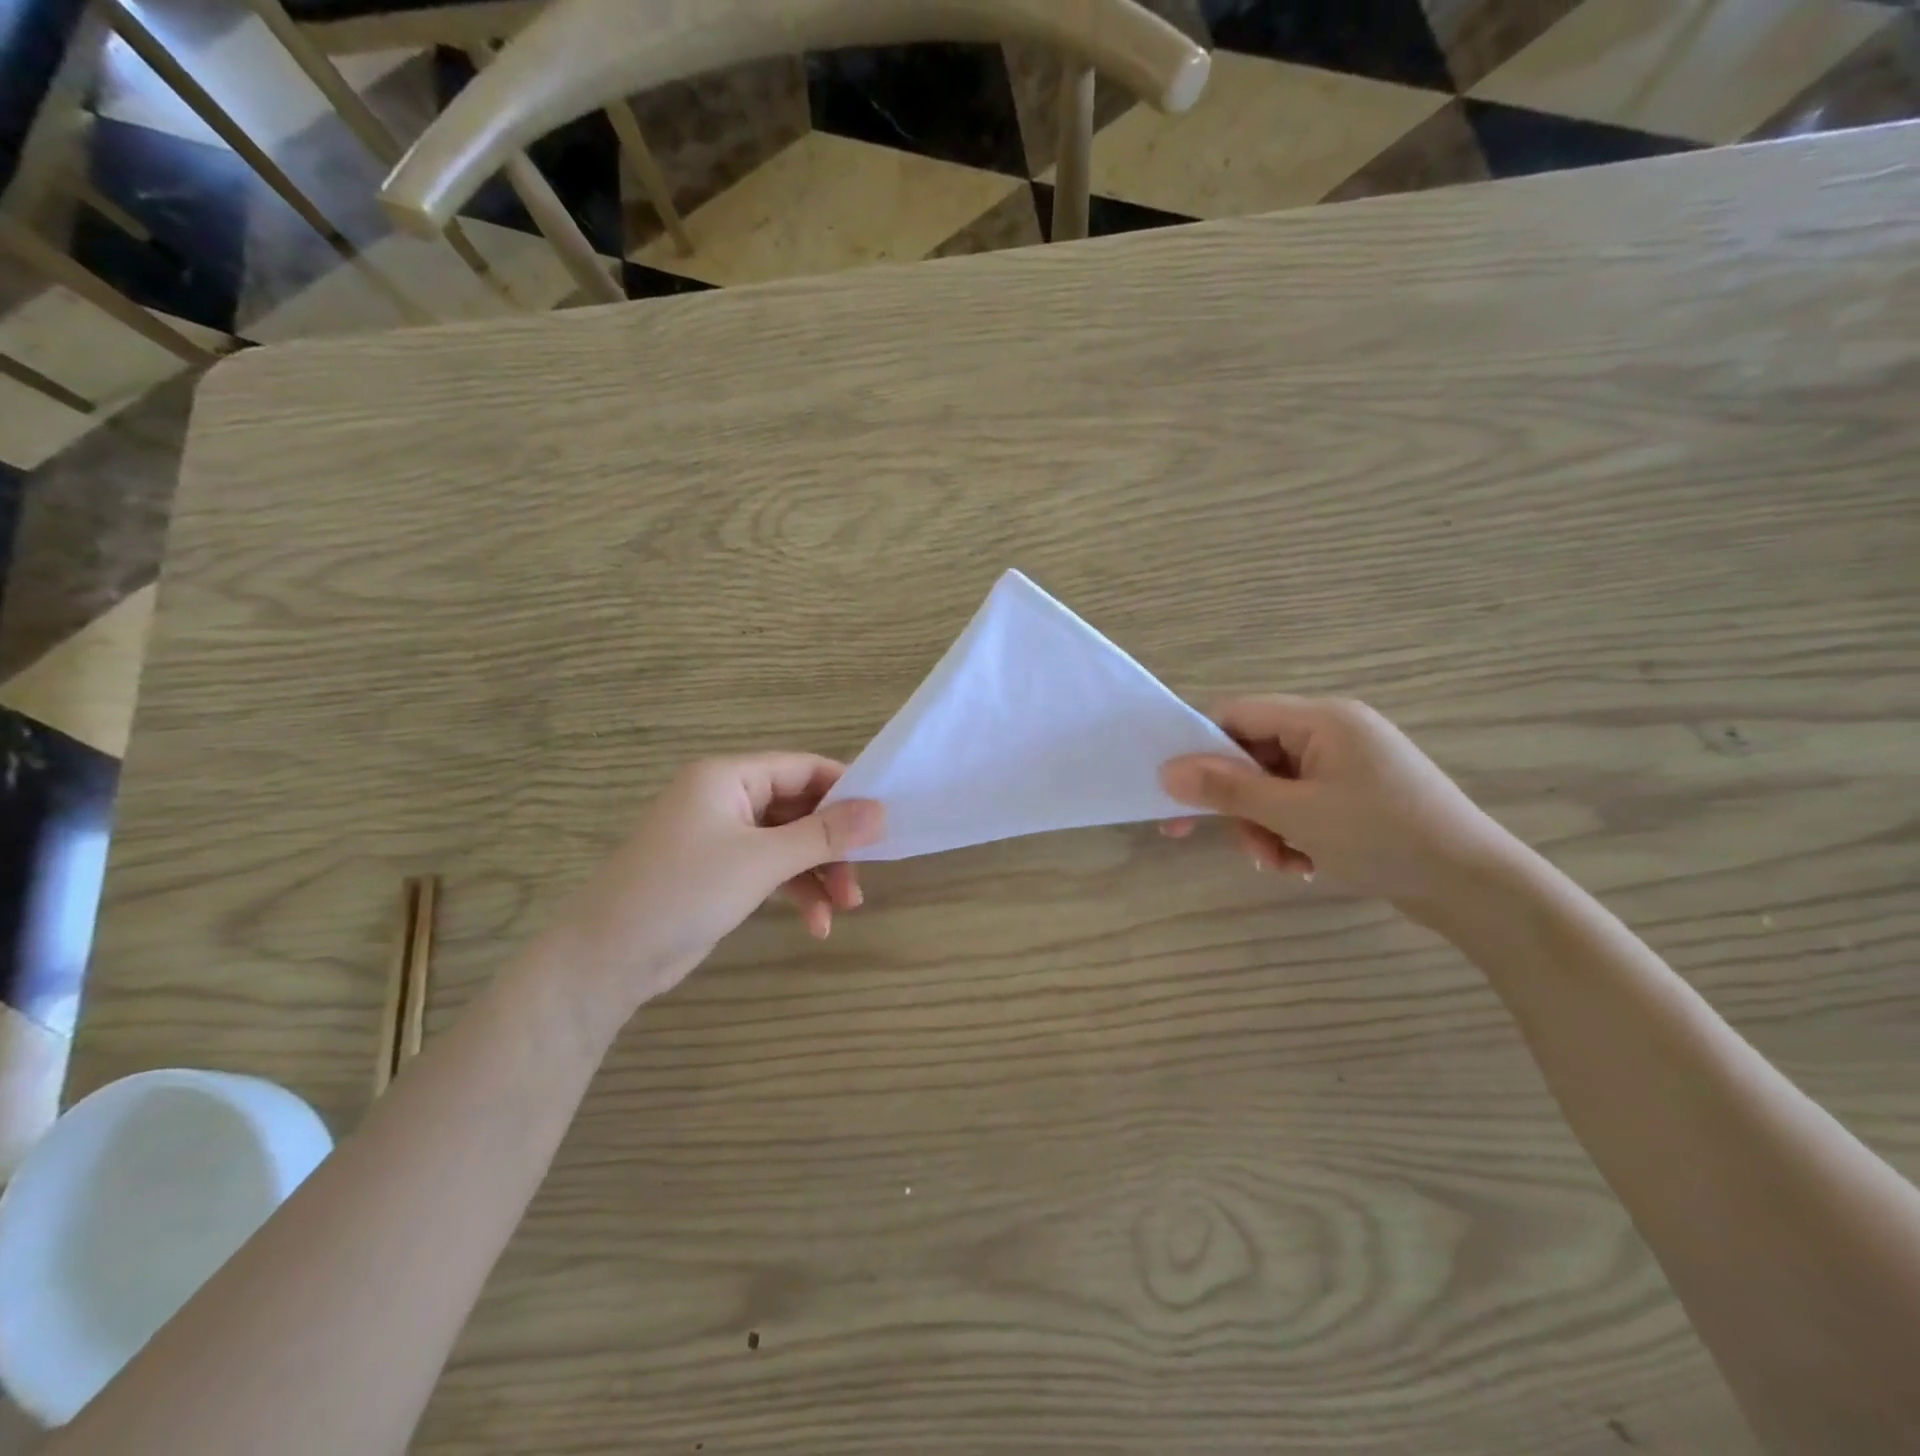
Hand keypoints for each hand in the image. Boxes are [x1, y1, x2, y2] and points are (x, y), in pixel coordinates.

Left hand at [547, 754, 883, 1012]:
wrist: (606, 958)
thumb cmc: (683, 892)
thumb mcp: (761, 861)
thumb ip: (823, 835)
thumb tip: (881, 811)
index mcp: (728, 777)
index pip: (802, 767)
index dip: (845, 789)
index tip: (883, 817)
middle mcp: (726, 798)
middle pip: (799, 808)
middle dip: (833, 845)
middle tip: (863, 877)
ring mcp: (722, 836)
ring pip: (789, 843)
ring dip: (819, 874)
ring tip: (845, 909)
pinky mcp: (721, 871)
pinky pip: (771, 869)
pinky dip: (795, 892)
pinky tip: (816, 924)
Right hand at [1159, 697, 1514, 915]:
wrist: (1476, 887)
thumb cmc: (1383, 837)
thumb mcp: (1295, 814)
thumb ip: (1228, 789)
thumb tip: (1167, 771)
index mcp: (1321, 719)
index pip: (1237, 715)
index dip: (1201, 751)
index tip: (1178, 794)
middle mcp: (1333, 731)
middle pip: (1254, 756)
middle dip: (1242, 805)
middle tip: (1238, 847)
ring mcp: (1348, 764)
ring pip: (1275, 787)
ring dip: (1265, 827)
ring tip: (1280, 865)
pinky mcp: (1358, 795)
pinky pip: (1303, 804)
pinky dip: (1292, 833)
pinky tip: (1304, 865)